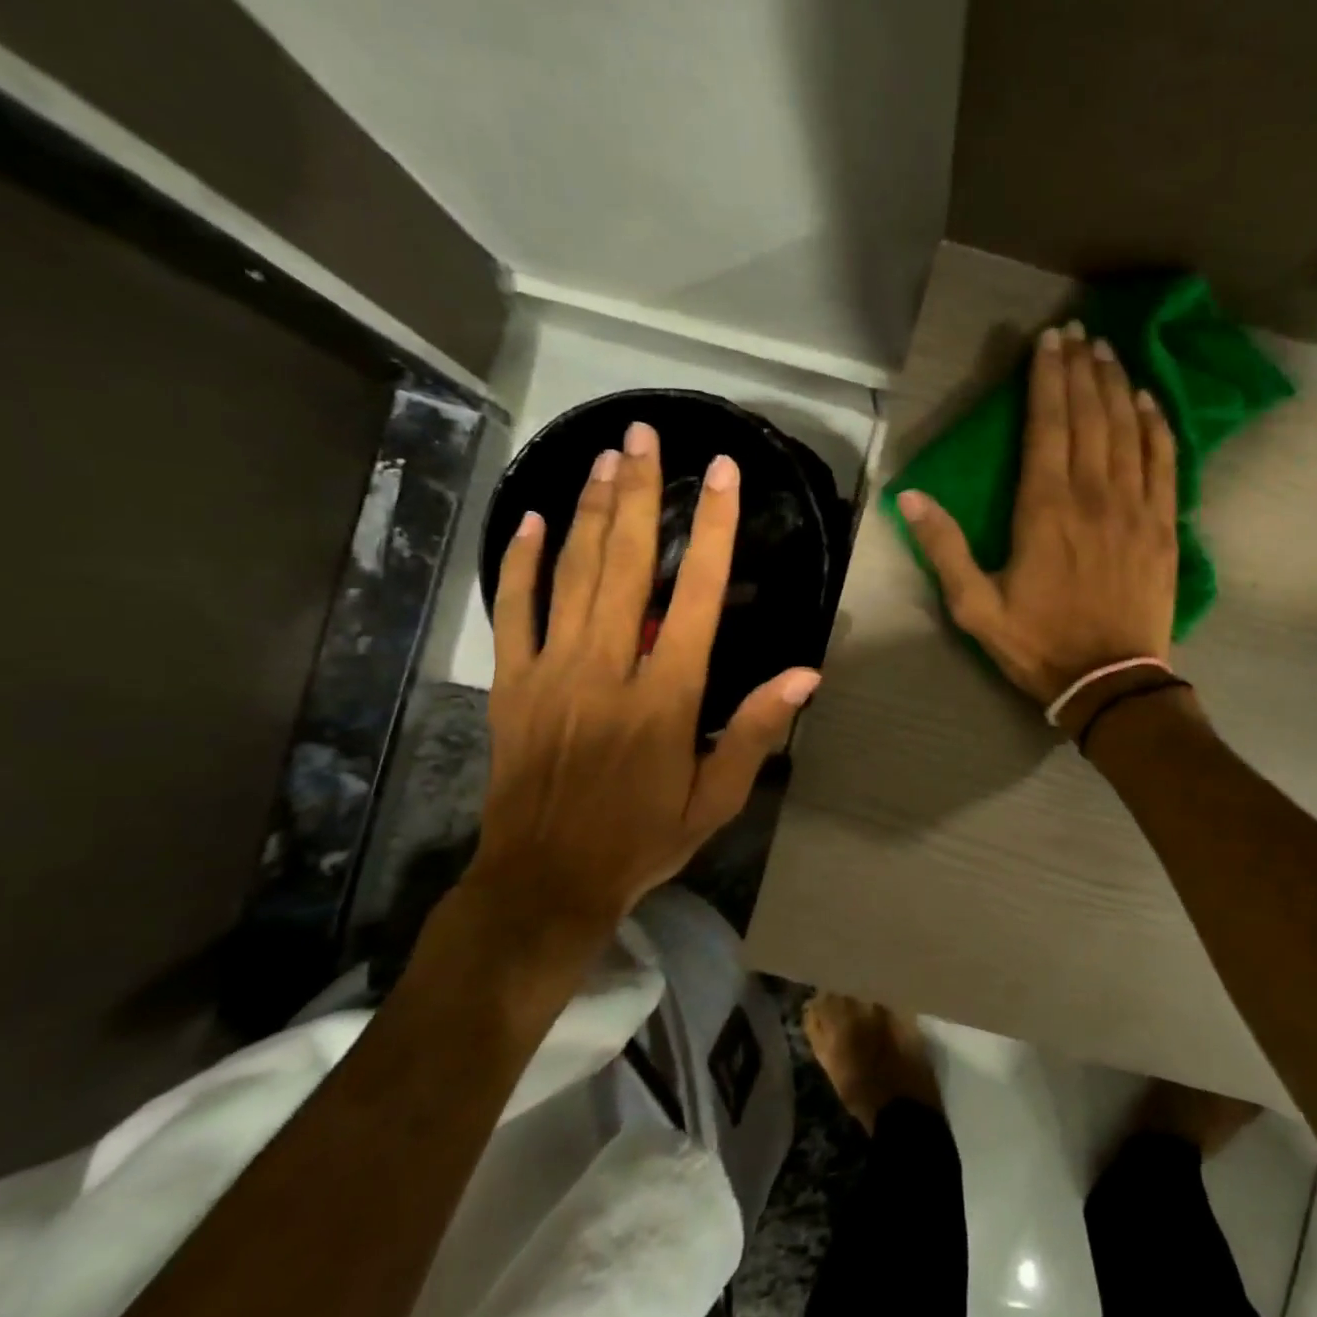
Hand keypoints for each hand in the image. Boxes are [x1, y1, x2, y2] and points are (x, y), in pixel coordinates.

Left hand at [462, 420, 819, 978]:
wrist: (545, 880)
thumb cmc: (643, 838)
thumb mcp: (716, 799)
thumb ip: (755, 731)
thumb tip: (805, 675)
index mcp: (664, 696)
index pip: (696, 596)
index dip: (712, 530)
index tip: (721, 476)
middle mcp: (606, 668)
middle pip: (626, 563)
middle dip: (641, 493)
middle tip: (648, 436)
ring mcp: (551, 670)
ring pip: (572, 573)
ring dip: (592, 509)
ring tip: (607, 457)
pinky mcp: (511, 682)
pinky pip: (513, 609)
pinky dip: (522, 562)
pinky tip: (535, 519)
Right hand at [898, 321, 1178, 708]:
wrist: (1110, 682)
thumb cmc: (1038, 644)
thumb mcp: (975, 607)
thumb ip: (944, 550)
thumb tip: (911, 496)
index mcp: (1044, 510)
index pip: (1047, 426)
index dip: (1047, 379)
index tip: (1048, 341)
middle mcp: (1093, 496)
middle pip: (1089, 417)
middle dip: (1081, 369)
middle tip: (1077, 332)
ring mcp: (1135, 508)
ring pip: (1127, 430)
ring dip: (1116, 385)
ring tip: (1107, 351)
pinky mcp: (1163, 527)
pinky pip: (1164, 462)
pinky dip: (1157, 426)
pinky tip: (1148, 400)